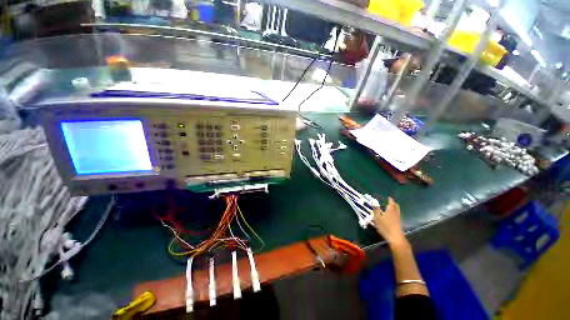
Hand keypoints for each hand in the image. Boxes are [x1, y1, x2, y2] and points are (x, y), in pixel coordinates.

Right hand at [373, 197, 406, 245]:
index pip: (391, 202)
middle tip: (390, 202)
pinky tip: (392, 216)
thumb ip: (376, 209)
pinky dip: (395, 213)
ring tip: (391, 208)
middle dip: (393, 203)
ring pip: (398, 210)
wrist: (395, 238)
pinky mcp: (399, 223)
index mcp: (390, 210)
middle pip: (396, 206)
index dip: (390, 199)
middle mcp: (396, 213)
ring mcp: (398, 218)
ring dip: (395, 208)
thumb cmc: (385, 227)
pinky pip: (398, 215)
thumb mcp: (377, 218)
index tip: (389, 197)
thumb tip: (374, 201)